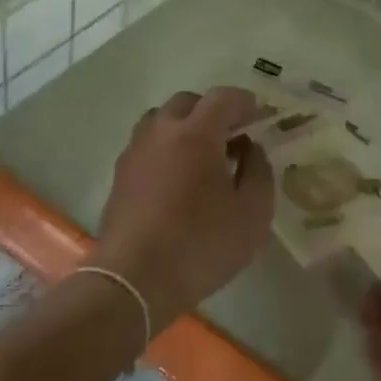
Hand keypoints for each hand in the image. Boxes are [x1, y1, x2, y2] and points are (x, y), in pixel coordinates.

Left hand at [94, 88, 275, 331]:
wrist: (132, 283)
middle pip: (188, 102)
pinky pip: (147, 145)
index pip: (224, 97)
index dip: (246, 102)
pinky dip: (165, 147)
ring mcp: (135, 152)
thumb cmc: (200, 245)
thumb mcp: (252, 213)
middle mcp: (162, 131)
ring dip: (184, 126)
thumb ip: (259, 172)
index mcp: (197, 133)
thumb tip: (250, 149)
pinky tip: (177, 177)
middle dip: (213, 111)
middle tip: (232, 135)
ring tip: (201, 154)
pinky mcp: (120, 176)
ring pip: (161, 120)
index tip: (260, 117)